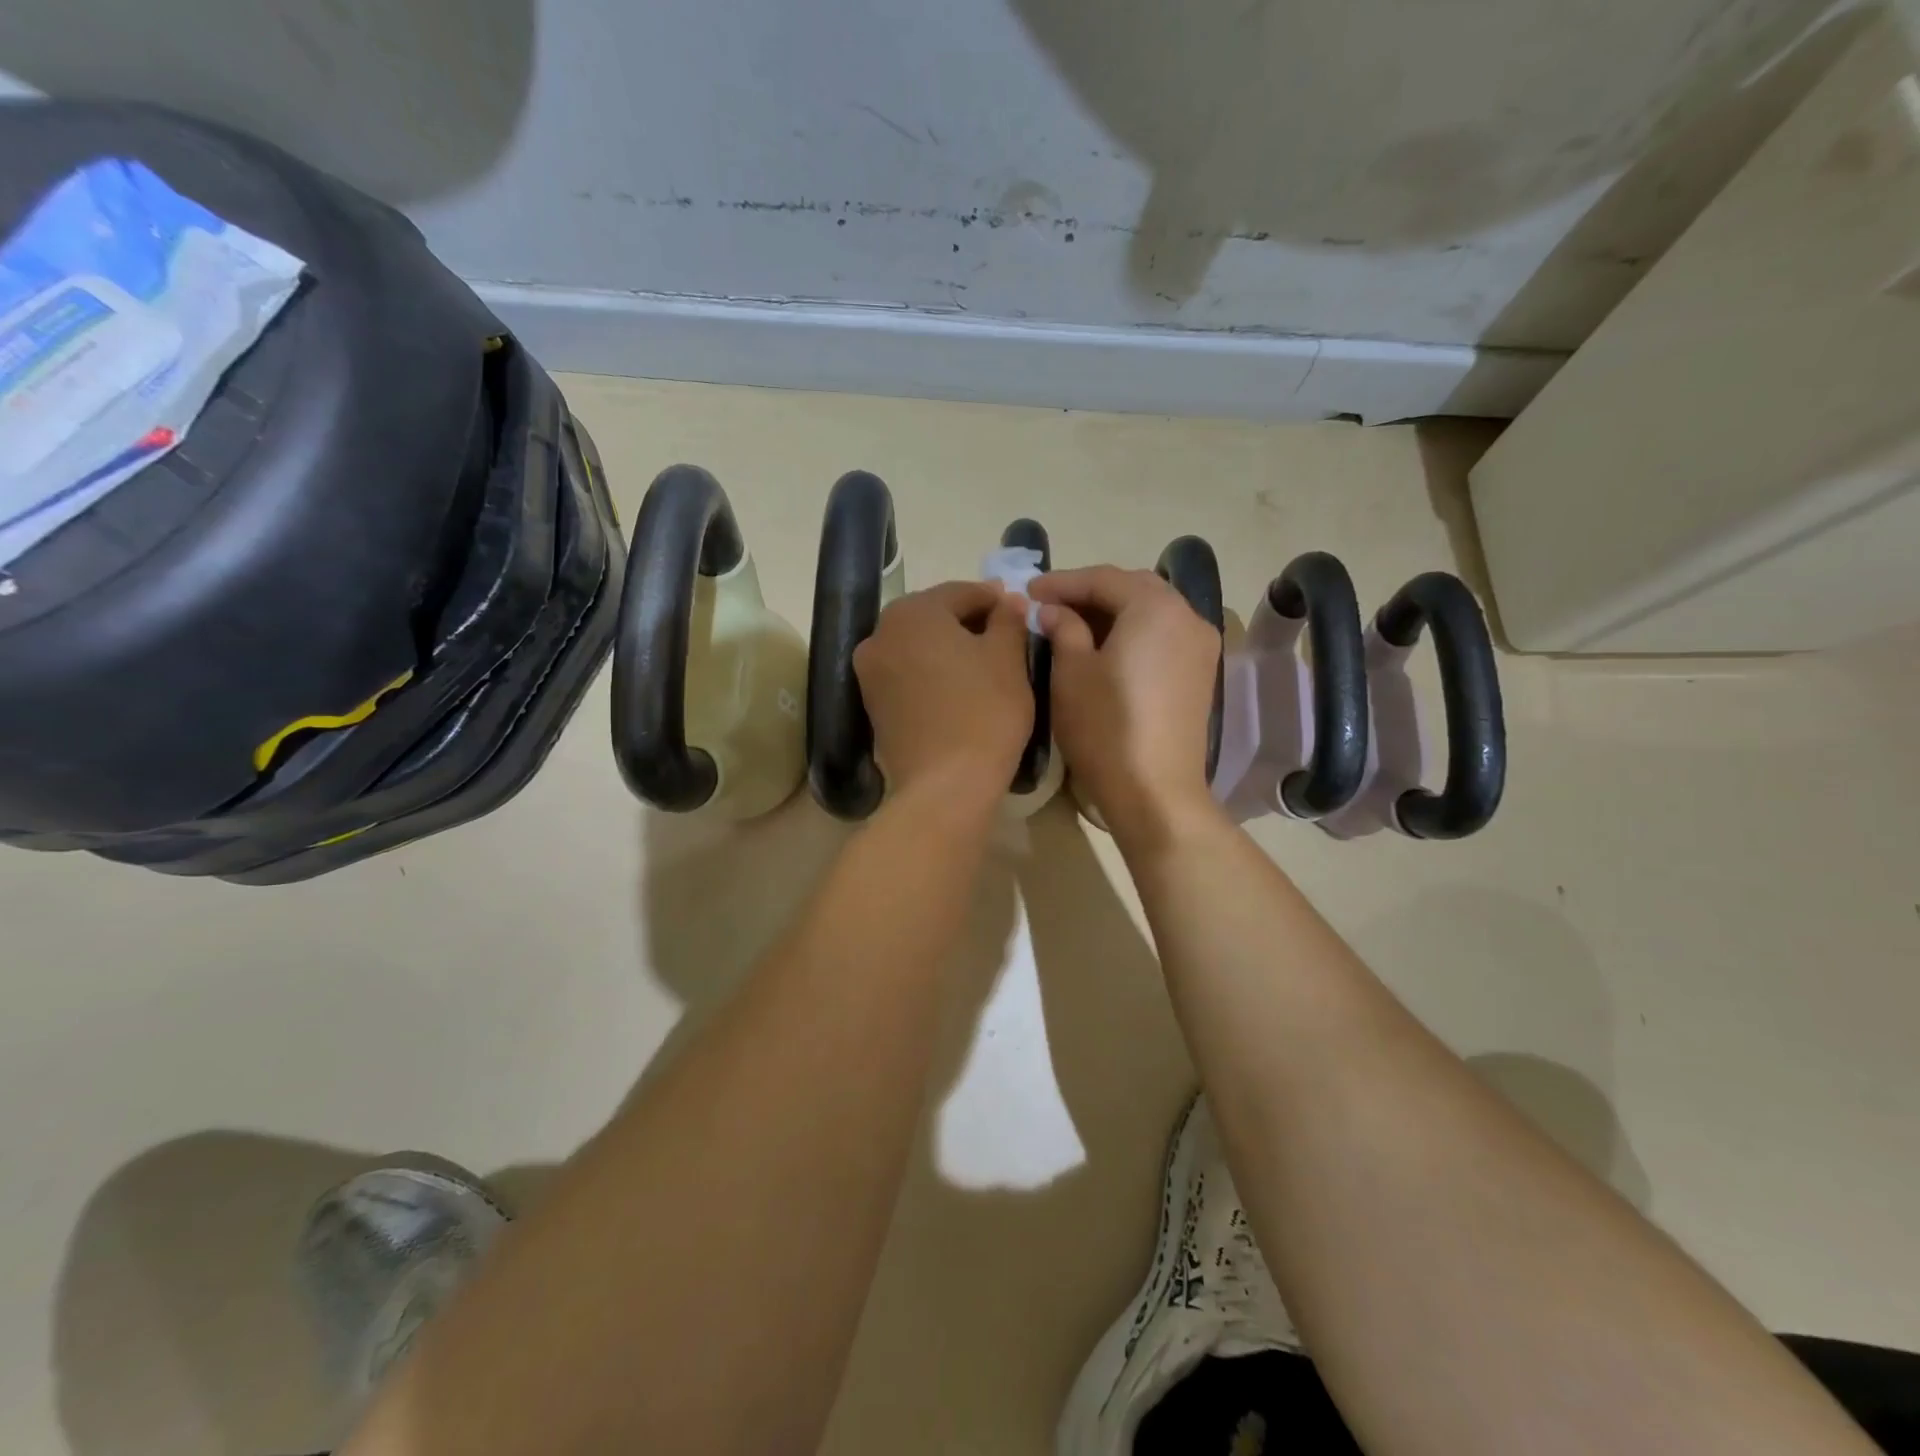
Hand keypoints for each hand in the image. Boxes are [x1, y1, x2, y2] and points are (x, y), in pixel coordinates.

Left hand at [854, 581, 1033, 805]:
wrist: (946, 784)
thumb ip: (1008, 620)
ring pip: (917, 646)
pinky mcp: (871, 704)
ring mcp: (870, 672)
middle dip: (967, 622)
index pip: (960, 592)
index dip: (993, 599)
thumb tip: (1008, 600)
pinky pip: (906, 674)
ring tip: (981, 665)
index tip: (1016, 610)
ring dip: (946, 648)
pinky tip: (956, 689)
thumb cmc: (984, 711)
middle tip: (1001, 636)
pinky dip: (930, 673)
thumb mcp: (1008, 659)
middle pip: (932, 616)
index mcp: (913, 612)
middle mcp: (880, 634)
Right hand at [1028, 566, 1221, 841]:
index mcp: (1156, 607)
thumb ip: (1063, 628)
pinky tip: (1105, 649)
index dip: (1062, 582)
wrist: (1155, 791)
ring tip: (1073, 625)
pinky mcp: (1201, 674)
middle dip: (1090, 593)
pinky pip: (1163, 637)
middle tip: (1050, 605)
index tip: (1029, 591)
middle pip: (1133, 589)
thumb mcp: (1071, 672)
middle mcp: (1188, 616)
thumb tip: (1054, 610)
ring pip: (1151, 613)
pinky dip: (1133, 633)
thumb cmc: (1105, 727)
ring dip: (1112, 612)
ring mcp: (1201, 647)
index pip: (1103, 579)